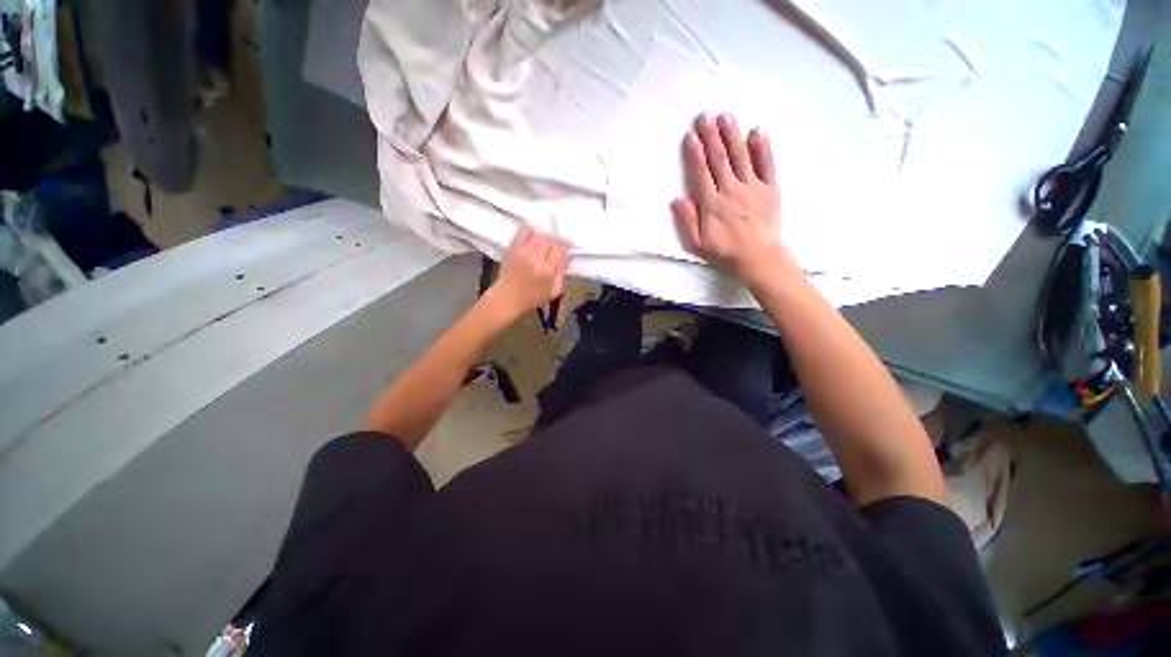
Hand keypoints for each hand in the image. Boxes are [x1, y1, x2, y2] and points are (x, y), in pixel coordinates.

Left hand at [488, 227, 569, 317]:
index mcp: (547, 271)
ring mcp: (522, 251)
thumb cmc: (532, 298)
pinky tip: (533, 241)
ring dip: (543, 238)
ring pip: (538, 235)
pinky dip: (531, 234)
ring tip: (544, 246)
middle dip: (554, 243)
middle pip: (549, 239)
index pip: (560, 249)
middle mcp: (534, 258)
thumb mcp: (554, 291)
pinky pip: (523, 233)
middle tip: (554, 250)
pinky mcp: (512, 248)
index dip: (564, 249)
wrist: (507, 297)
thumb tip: (567, 258)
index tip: (564, 252)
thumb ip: (562, 273)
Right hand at [672, 113, 791, 287]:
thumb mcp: (698, 244)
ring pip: (740, 156)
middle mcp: (731, 190)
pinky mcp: (770, 188)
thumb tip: (678, 199)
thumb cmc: (724, 253)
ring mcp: (752, 187)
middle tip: (704, 116)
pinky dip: (762, 147)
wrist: (758, 258)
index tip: (691, 136)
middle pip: (719, 159)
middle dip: (711, 136)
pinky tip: (757, 131)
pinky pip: (766, 164)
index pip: (701, 173)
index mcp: (712, 204)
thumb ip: (687, 222)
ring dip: (732, 135)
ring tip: (725, 116)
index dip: (695, 153)